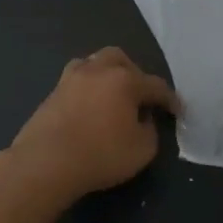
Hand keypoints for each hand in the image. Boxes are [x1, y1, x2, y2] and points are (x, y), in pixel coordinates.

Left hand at [1, 48, 179, 204]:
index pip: (155, 85)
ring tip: (111, 94)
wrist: (45, 162)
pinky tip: (89, 105)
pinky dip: (87, 87)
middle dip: (135, 74)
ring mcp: (71, 79)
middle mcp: (98, 70)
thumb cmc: (101, 155)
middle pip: (121, 59)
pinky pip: (76, 79)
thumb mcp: (142, 150)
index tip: (177, 111)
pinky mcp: (52, 93)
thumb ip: (150, 130)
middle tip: (140, 96)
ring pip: (94, 62)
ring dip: (107, 73)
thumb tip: (143, 119)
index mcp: (125, 80)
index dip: (169, 99)